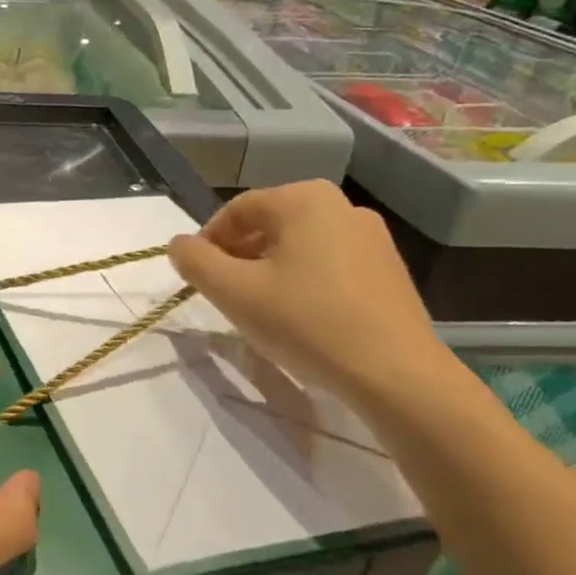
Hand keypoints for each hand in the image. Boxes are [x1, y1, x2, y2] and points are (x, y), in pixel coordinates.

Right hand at [168, 180, 447, 404]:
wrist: (396, 375)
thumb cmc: (306, 322)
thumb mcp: (232, 292)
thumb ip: (194, 261)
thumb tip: (179, 245)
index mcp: (303, 199)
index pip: (235, 211)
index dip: (207, 243)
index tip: (197, 278)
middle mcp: (341, 206)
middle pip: (268, 225)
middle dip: (238, 256)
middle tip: (225, 294)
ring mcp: (371, 237)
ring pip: (297, 245)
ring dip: (268, 270)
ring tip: (260, 309)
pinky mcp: (388, 269)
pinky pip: (328, 263)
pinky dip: (303, 281)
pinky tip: (299, 317)